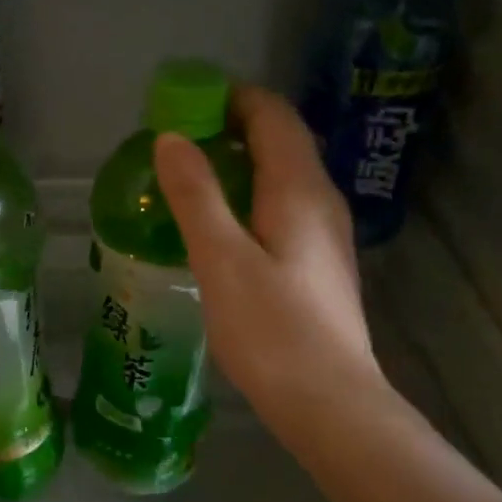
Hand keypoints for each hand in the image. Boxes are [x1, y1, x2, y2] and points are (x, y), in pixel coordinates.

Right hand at [153, 85, 391, 456]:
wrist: (330, 403)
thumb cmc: (272, 330)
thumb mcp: (221, 259)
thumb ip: (196, 195)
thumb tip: (172, 138)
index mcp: (299, 189)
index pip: (272, 115)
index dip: (230, 98)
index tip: (183, 103)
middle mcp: (320, 200)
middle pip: (280, 140)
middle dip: (230, 128)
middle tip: (176, 141)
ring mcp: (325, 233)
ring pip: (283, 174)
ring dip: (239, 163)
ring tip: (189, 178)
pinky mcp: (318, 263)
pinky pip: (283, 205)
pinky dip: (249, 195)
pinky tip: (219, 225)